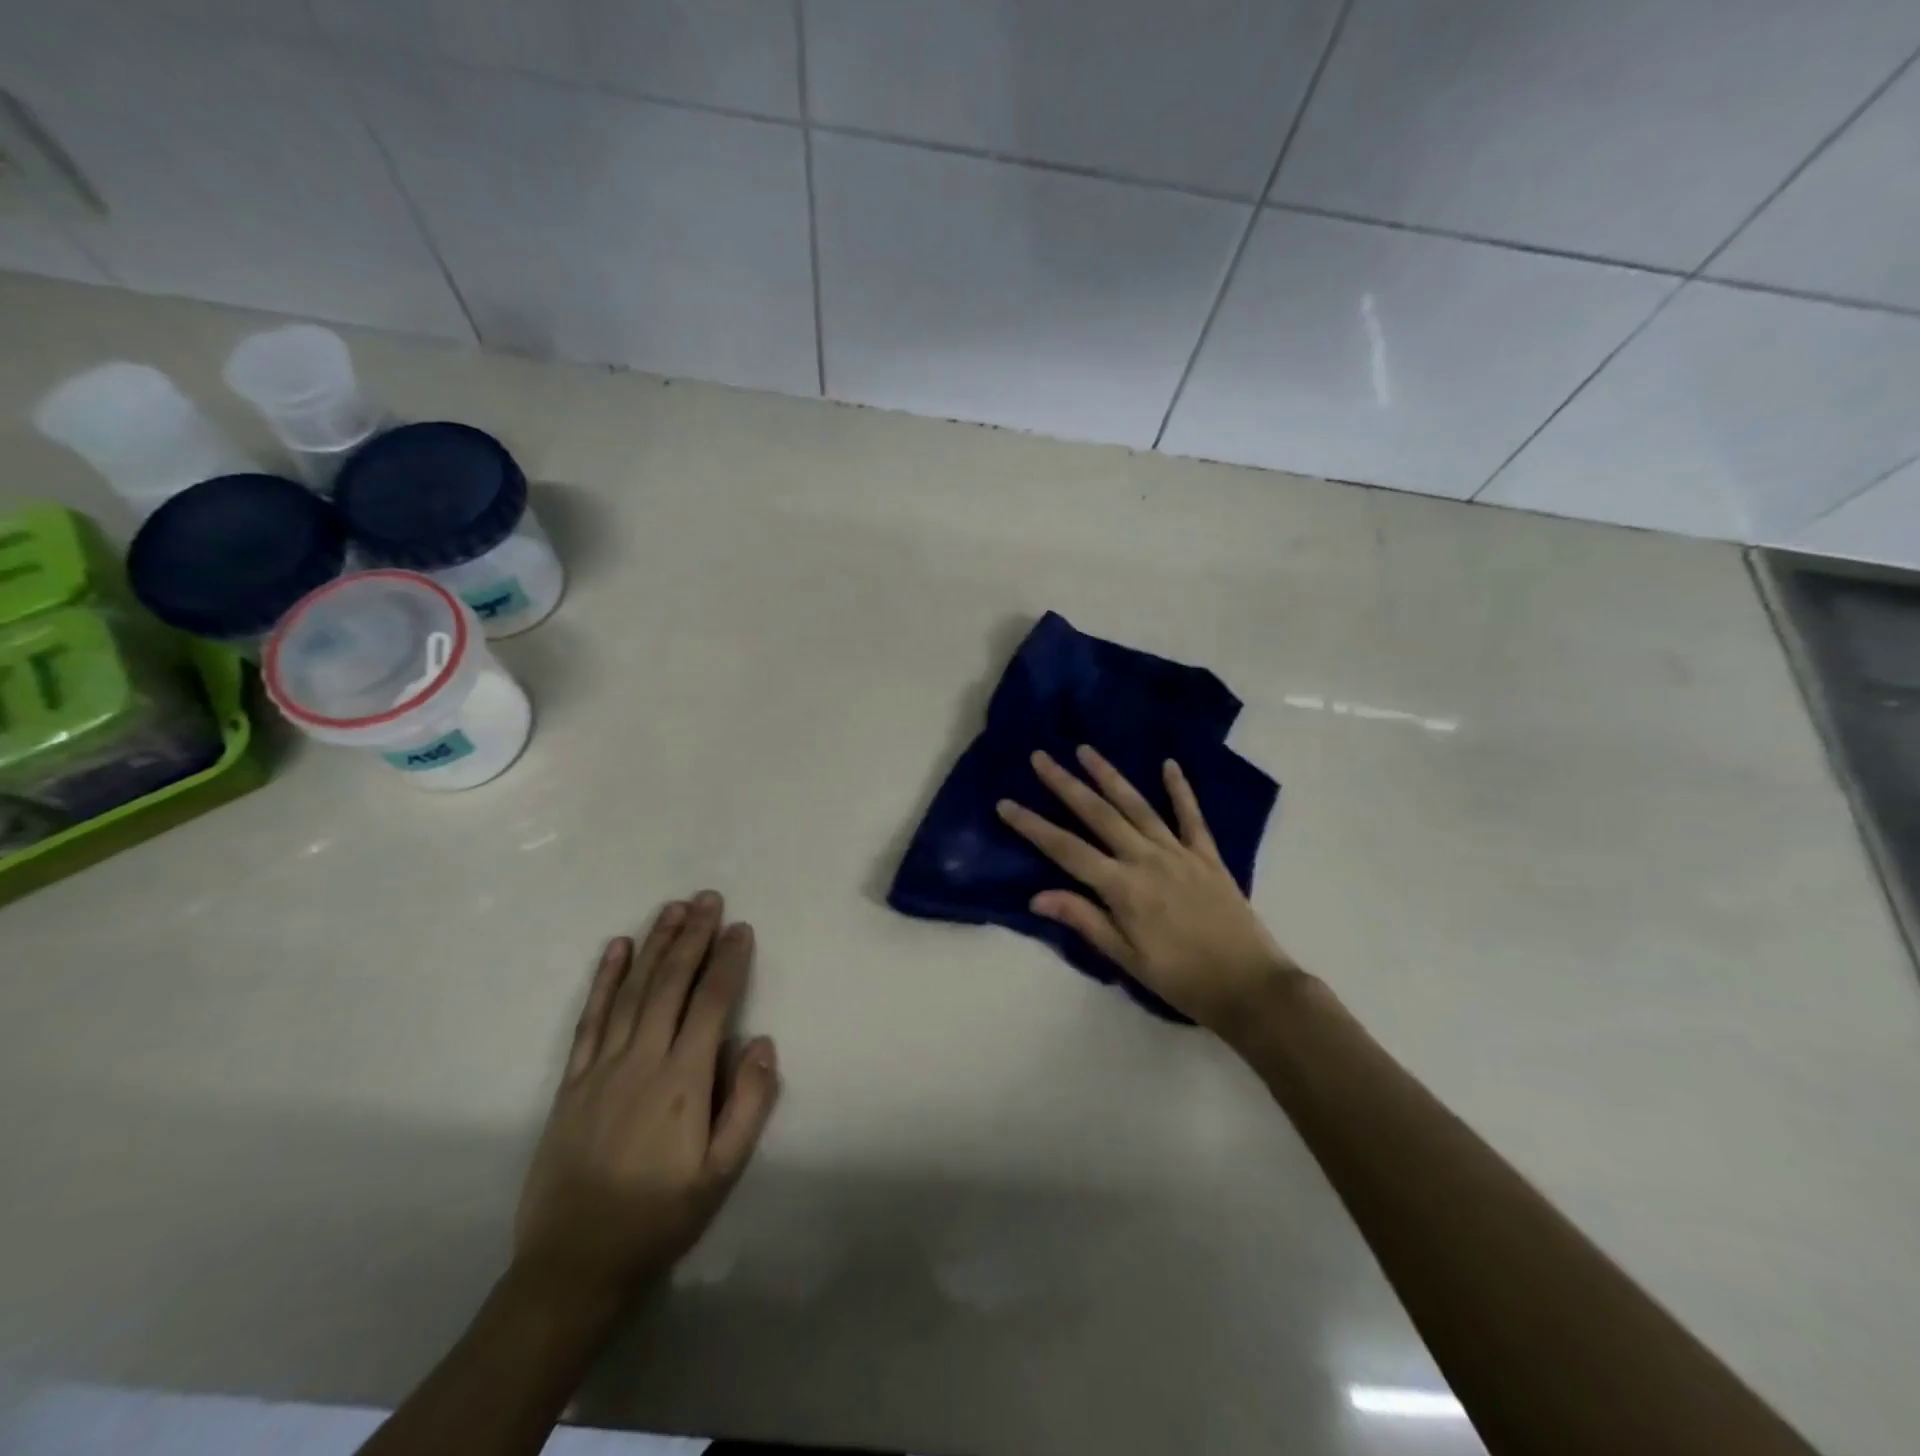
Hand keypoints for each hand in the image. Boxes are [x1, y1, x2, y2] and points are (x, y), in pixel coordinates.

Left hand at [513, 891, 779, 1304]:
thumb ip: (747, 1106)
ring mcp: (601, 1067)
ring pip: (633, 991)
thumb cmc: (659, 1218)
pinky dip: (605, 980)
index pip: (711, 1004)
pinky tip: (617, 948)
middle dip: (692, 937)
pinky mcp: (571, 1081)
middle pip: (671, 984)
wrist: (572, 1266)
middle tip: (708, 898)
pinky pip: (590, 1019)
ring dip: (655, 945)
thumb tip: (762, 1042)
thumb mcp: (721, 1175)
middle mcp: (641, 1061)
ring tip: (673, 908)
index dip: (728, 962)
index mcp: (682, 1081)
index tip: (740, 928)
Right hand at [997, 747, 1295, 1032]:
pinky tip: (1170, 764)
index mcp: (1122, 888)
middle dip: (1065, 784)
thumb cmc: (1182, 979)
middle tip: (1040, 758)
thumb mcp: (1127, 959)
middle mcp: (1146, 859)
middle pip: (1098, 815)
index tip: (1006, 804)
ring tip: (1086, 750)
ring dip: (1109, 776)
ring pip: (1137, 806)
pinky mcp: (1208, 855)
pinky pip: (1191, 816)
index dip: (1033, 826)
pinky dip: (1180, 789)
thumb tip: (1037, 896)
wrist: (1250, 986)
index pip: (1066, 850)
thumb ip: (1085, 921)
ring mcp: (1179, 853)